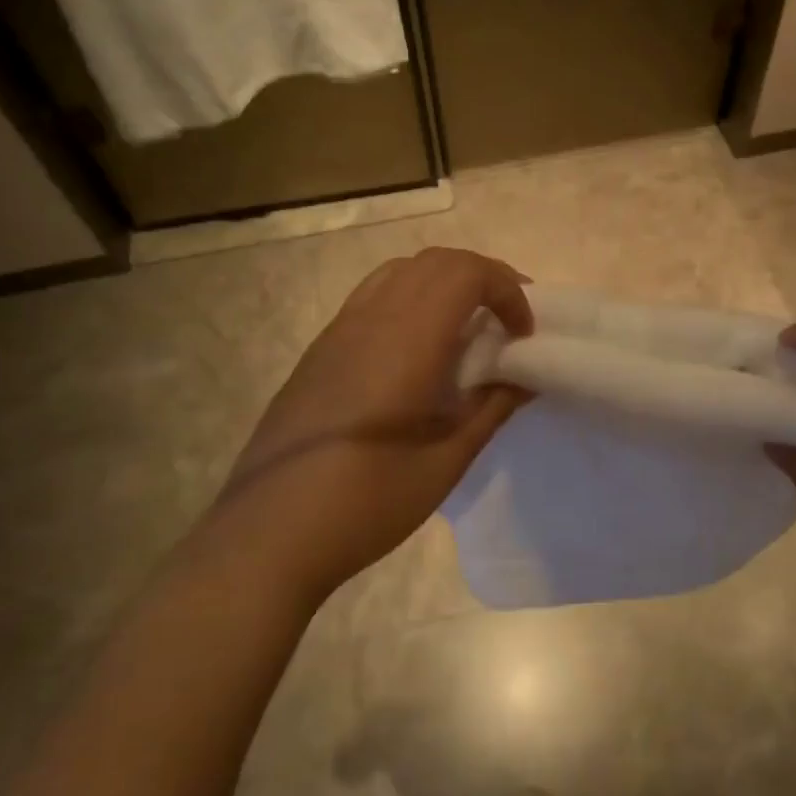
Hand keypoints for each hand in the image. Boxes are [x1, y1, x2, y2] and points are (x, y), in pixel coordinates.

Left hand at [206, 248, 532, 604]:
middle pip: (435, 262)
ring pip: (400, 272)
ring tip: (468, 328)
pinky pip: (373, 297)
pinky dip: (411, 300)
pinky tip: (419, 353)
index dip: (507, 290)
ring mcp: (338, 331)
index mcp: (406, 341)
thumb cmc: (367, 503)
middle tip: (509, 321)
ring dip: (444, 284)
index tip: (524, 334)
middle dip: (483, 278)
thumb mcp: (445, 462)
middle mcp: (370, 319)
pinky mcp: (320, 350)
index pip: (464, 272)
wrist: (269, 534)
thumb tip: (526, 377)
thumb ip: (491, 408)